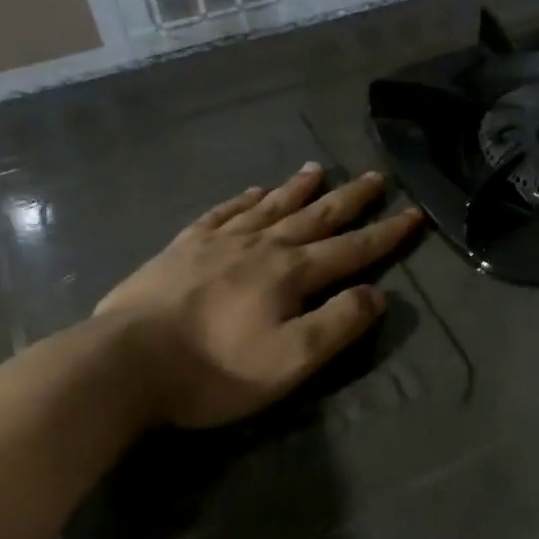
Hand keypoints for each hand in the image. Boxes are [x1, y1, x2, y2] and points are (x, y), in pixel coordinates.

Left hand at [95, 164, 422, 428]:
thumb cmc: (215, 370)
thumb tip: (376, 293)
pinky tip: (252, 191)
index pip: (351, 249)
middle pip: (314, 217)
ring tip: (317, 169)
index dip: (385, 234)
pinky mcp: (181, 248)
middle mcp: (260, 247)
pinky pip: (221, 214)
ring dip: (298, 189)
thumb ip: (338, 324)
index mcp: (290, 274)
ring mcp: (217, 243)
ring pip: (269, 207)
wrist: (125, 363)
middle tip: (374, 176)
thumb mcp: (291, 360)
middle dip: (349, 199)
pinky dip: (243, 200)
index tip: (412, 213)